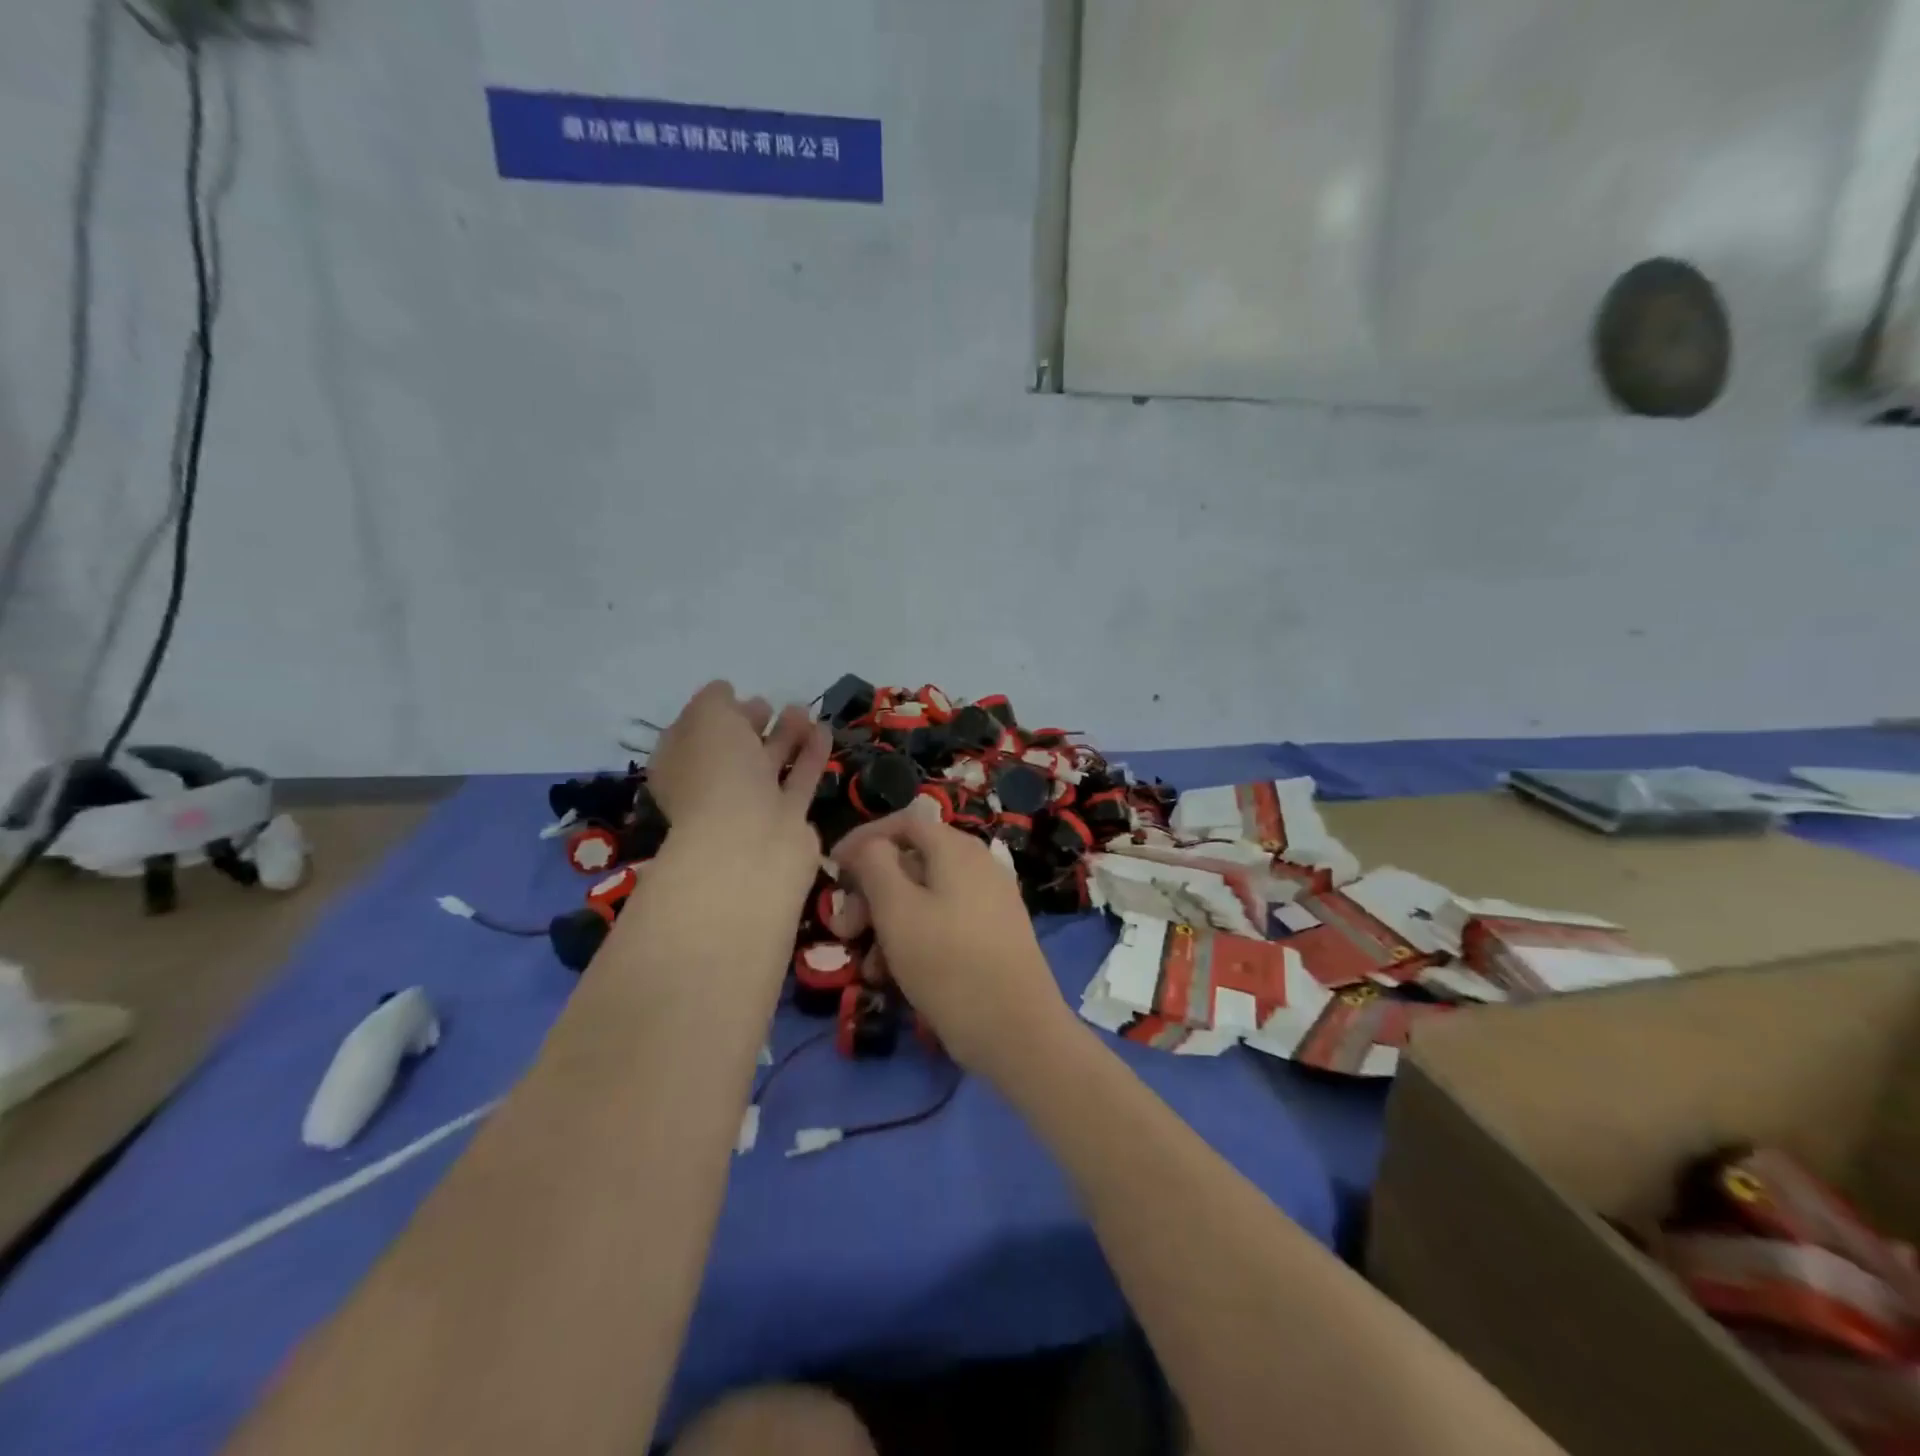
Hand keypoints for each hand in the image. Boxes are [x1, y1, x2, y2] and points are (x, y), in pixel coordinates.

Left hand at [646, 681, 829, 910]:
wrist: (750, 842)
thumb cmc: (718, 773)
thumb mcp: (707, 718)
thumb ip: (715, 700)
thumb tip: (724, 692)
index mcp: (680, 765)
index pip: (692, 734)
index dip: (712, 712)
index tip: (735, 692)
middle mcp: (711, 787)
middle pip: (732, 751)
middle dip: (749, 724)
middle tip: (768, 703)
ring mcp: (750, 806)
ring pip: (768, 765)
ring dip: (785, 736)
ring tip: (802, 710)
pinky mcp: (786, 819)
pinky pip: (799, 780)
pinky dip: (811, 755)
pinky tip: (823, 729)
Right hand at [835, 811, 1075, 1081]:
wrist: (1016, 1030)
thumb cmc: (948, 962)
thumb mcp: (897, 909)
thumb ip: (875, 865)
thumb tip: (869, 846)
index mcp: (956, 849)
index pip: (903, 822)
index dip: (863, 839)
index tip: (833, 868)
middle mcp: (977, 865)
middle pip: (911, 862)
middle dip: (870, 892)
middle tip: (845, 929)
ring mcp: (988, 901)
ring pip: (922, 898)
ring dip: (886, 924)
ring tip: (867, 966)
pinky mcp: (991, 935)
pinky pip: (942, 923)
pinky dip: (913, 940)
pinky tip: (894, 977)